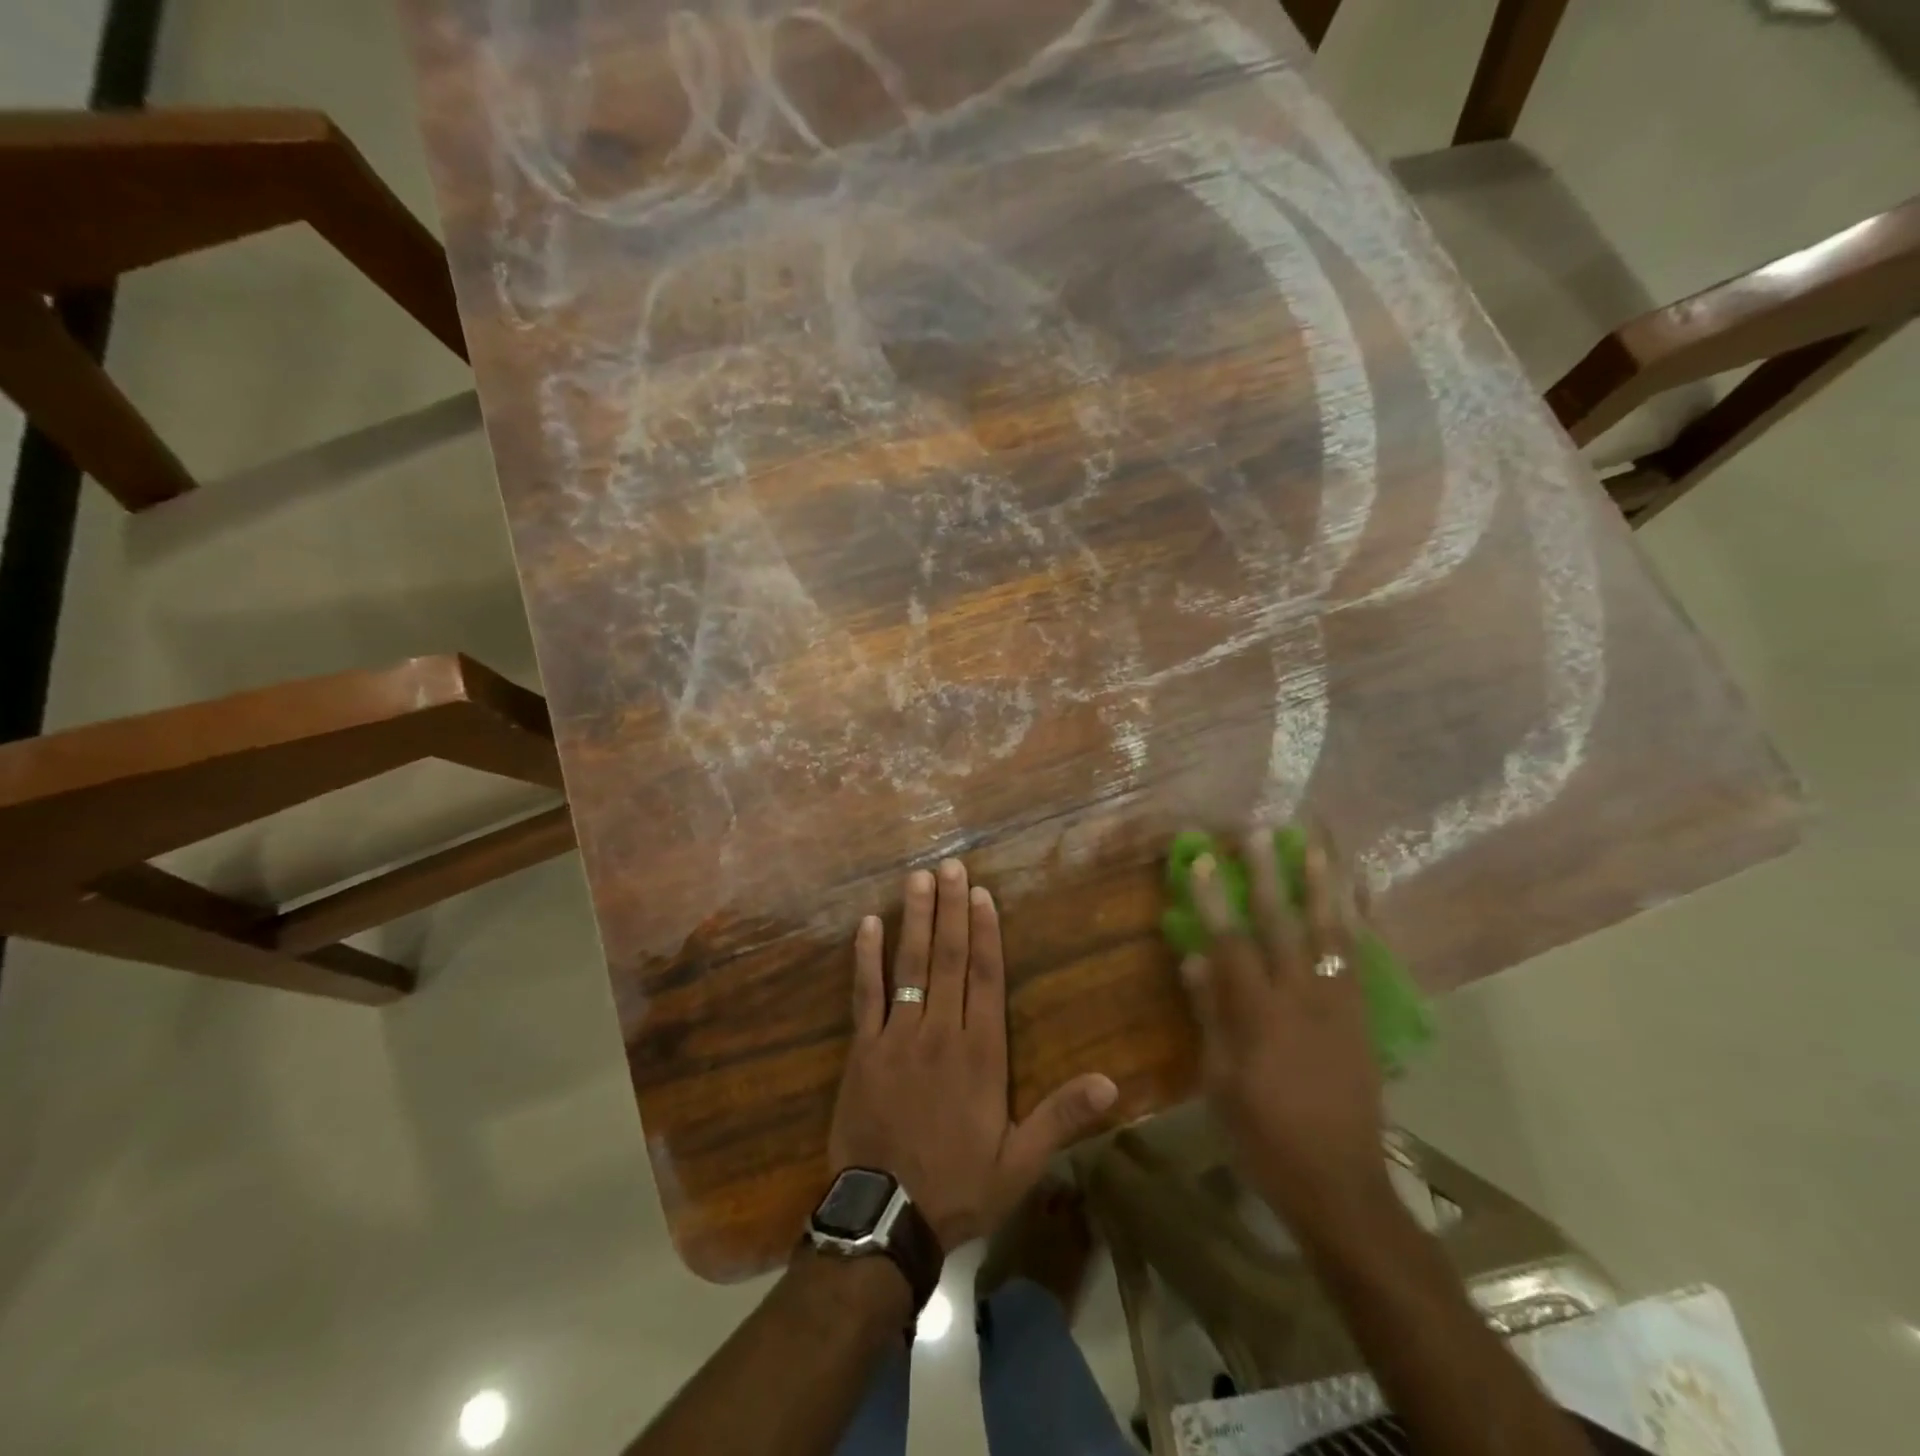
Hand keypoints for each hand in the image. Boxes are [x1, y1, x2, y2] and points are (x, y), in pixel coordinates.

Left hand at [827, 859, 1118, 1251]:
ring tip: (918, 879)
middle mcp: (940, 1032)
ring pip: (909, 965)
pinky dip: (866, 958)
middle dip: (951, 909)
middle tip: (950, 866)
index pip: (986, 978)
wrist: (885, 1216)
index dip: (986, 932)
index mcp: (980, 1054)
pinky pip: (865, 994)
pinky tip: (868, 925)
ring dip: (915, 919)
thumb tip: (1112, 1085)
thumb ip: (1061, 1117)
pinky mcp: (863, 1049)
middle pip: (949, 958)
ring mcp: (897, 1036)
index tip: (982, 893)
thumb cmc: (959, 1186)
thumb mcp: (1021, 1162)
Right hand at [1180, 827, 1390, 1232]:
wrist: (1341, 1184)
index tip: (1200, 858)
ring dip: (1322, 884)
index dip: (1212, 898)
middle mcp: (1303, 999)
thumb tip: (1193, 957)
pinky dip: (1361, 921)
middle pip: (1283, 925)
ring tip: (1314, 843)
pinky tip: (1358, 894)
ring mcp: (1340, 1005)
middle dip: (1267, 875)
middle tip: (1259, 832)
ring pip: (1332, 932)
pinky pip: (1362, 958)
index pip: (1230, 943)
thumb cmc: (1264, 1136)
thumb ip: (1210, 1013)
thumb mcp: (1220, 1080)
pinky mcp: (1363, 1017)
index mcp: (1259, 1016)